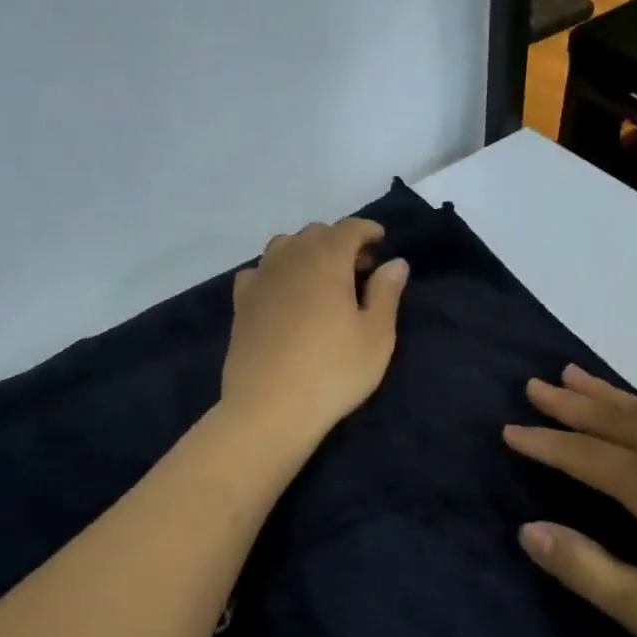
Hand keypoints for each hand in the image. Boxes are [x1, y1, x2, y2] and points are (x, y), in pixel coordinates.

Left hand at [222, 219, 408, 439]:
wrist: (269, 408)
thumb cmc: (333, 371)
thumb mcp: (376, 336)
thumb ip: (386, 293)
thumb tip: (395, 263)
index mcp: (326, 259)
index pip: (349, 228)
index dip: (368, 230)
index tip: (381, 242)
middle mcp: (290, 259)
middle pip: (315, 233)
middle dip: (339, 241)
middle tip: (359, 268)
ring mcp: (260, 279)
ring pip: (284, 246)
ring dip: (306, 251)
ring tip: (321, 278)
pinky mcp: (240, 303)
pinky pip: (259, 271)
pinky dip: (276, 272)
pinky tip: (284, 294)